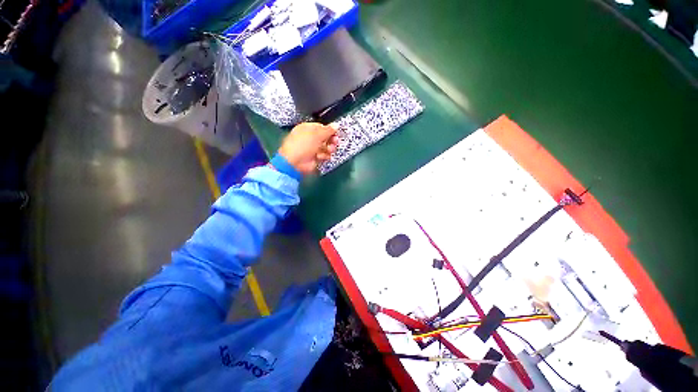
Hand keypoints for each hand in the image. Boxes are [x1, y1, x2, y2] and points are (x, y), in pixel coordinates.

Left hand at [278, 122, 338, 174]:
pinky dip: (324, 156)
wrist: (295, 162)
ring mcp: (312, 148)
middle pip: (325, 137)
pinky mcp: (315, 158)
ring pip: (326, 147)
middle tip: (335, 141)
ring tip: (329, 150)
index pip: (321, 127)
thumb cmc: (304, 144)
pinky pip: (324, 155)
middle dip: (331, 140)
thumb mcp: (317, 134)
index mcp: (307, 128)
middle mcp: (310, 138)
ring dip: (329, 148)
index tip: (336, 132)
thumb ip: (328, 130)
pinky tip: (320, 156)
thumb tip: (336, 125)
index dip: (329, 130)